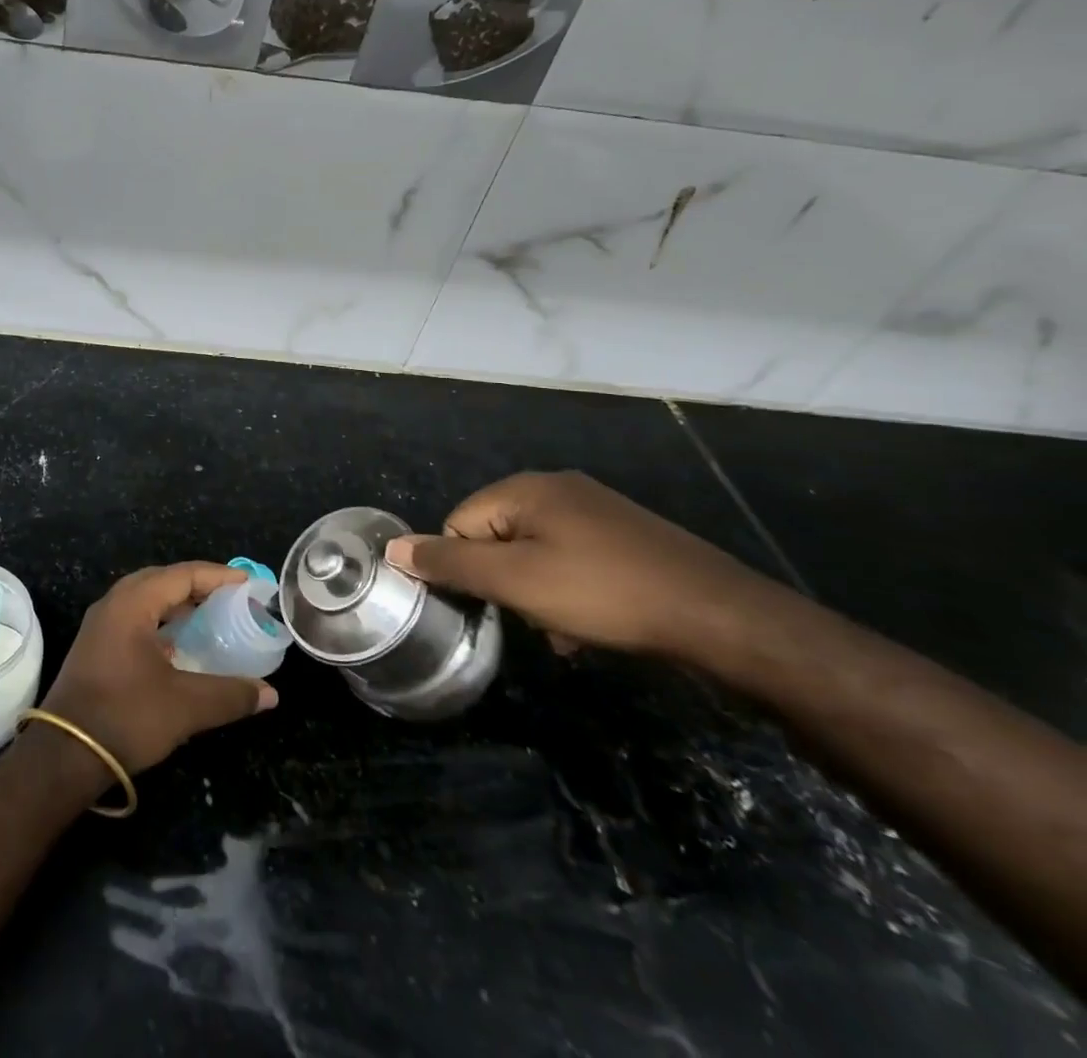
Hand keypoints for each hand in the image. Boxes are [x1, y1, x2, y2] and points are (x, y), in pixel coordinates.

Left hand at [41, 562, 277, 773]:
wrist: (64, 755)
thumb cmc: (126, 717)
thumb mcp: (186, 706)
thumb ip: (230, 695)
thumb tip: (270, 693)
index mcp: (132, 604)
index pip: (182, 575)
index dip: (217, 576)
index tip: (247, 582)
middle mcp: (113, 605)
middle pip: (161, 580)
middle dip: (196, 585)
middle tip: (229, 597)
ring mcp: (99, 625)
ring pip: (145, 599)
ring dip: (176, 603)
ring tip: (209, 617)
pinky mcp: (95, 647)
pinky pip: (133, 618)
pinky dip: (160, 621)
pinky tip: (177, 645)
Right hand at [383, 471, 778, 660]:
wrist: (721, 616)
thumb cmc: (605, 593)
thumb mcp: (515, 582)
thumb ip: (450, 563)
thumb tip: (393, 548)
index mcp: (526, 488)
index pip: (459, 523)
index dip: (469, 568)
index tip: (501, 602)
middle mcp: (557, 488)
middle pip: (496, 537)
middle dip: (507, 583)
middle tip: (536, 615)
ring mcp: (596, 510)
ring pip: (535, 554)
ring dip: (538, 593)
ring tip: (567, 627)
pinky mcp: (625, 535)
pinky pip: (571, 560)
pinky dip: (570, 591)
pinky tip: (592, 623)